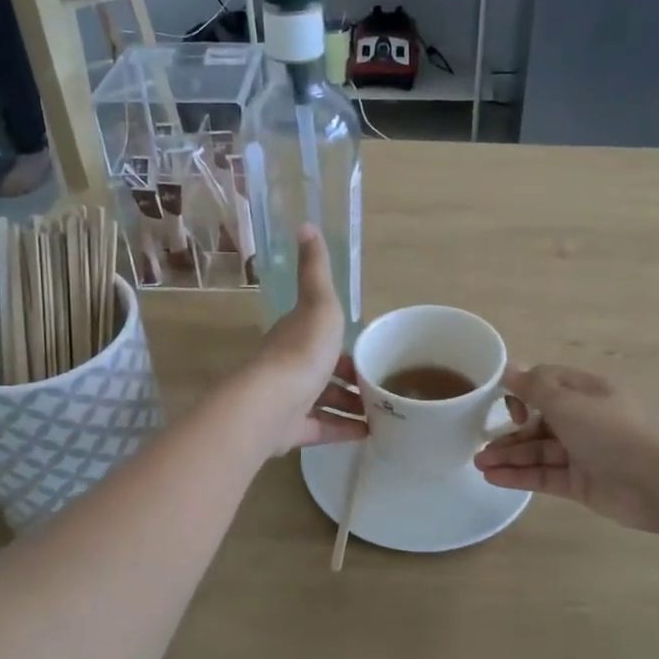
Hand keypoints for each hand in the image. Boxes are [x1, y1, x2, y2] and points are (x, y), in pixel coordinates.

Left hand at [242, 227, 366, 455]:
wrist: (273, 401)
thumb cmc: (302, 350)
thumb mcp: (319, 302)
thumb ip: (315, 269)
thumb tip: (305, 224)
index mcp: (296, 336)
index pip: (323, 337)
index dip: (346, 343)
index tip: (372, 351)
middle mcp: (290, 367)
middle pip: (325, 371)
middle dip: (352, 378)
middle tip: (385, 385)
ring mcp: (289, 401)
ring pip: (325, 403)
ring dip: (352, 406)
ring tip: (385, 412)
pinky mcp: (291, 431)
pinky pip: (322, 429)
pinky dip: (345, 430)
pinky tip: (369, 433)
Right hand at [476, 365, 658, 532]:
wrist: (657, 485)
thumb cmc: (612, 434)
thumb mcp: (569, 404)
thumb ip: (535, 388)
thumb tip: (509, 368)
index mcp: (586, 392)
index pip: (546, 384)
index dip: (522, 392)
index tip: (509, 408)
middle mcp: (584, 419)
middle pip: (538, 421)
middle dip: (509, 432)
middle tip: (479, 445)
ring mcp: (582, 453)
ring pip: (538, 451)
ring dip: (508, 456)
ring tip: (478, 465)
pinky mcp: (580, 483)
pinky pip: (544, 475)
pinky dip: (520, 476)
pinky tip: (493, 479)